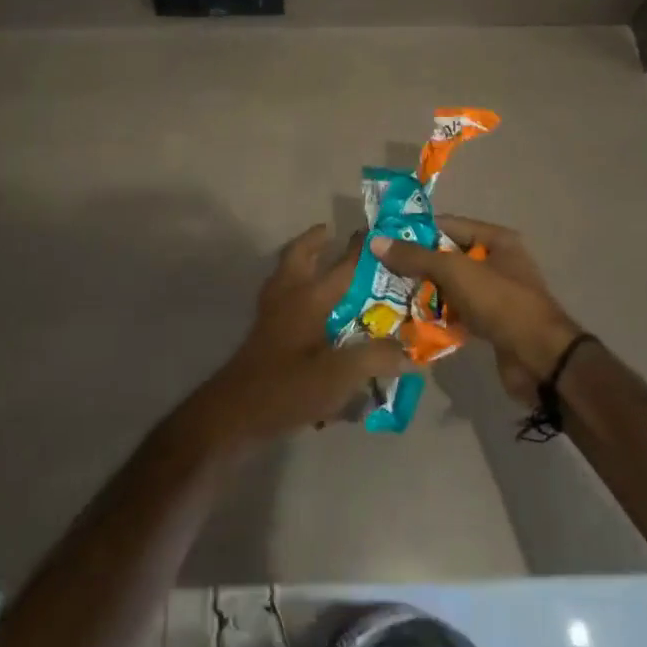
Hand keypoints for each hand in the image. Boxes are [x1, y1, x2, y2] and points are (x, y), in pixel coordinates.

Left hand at [184, 224, 411, 447]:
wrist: (235, 414)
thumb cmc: (288, 388)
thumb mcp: (339, 376)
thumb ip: (376, 358)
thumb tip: (411, 351)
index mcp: (307, 298)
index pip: (340, 266)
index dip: (358, 249)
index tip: (374, 232)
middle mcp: (287, 297)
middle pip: (298, 256)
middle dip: (315, 242)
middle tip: (332, 235)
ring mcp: (270, 314)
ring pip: (285, 274)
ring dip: (302, 263)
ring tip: (322, 264)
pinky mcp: (263, 334)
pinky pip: (281, 296)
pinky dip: (295, 288)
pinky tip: (310, 308)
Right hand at [371, 217, 580, 402]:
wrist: (540, 359)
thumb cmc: (500, 303)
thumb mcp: (455, 272)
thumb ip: (416, 257)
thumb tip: (377, 242)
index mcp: (495, 239)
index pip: (447, 225)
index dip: (415, 231)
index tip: (382, 240)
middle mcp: (495, 262)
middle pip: (446, 256)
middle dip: (415, 265)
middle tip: (380, 271)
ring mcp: (493, 294)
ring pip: (449, 286)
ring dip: (423, 292)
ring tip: (387, 296)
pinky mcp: (489, 322)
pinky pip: (456, 312)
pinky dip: (436, 316)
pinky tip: (409, 321)